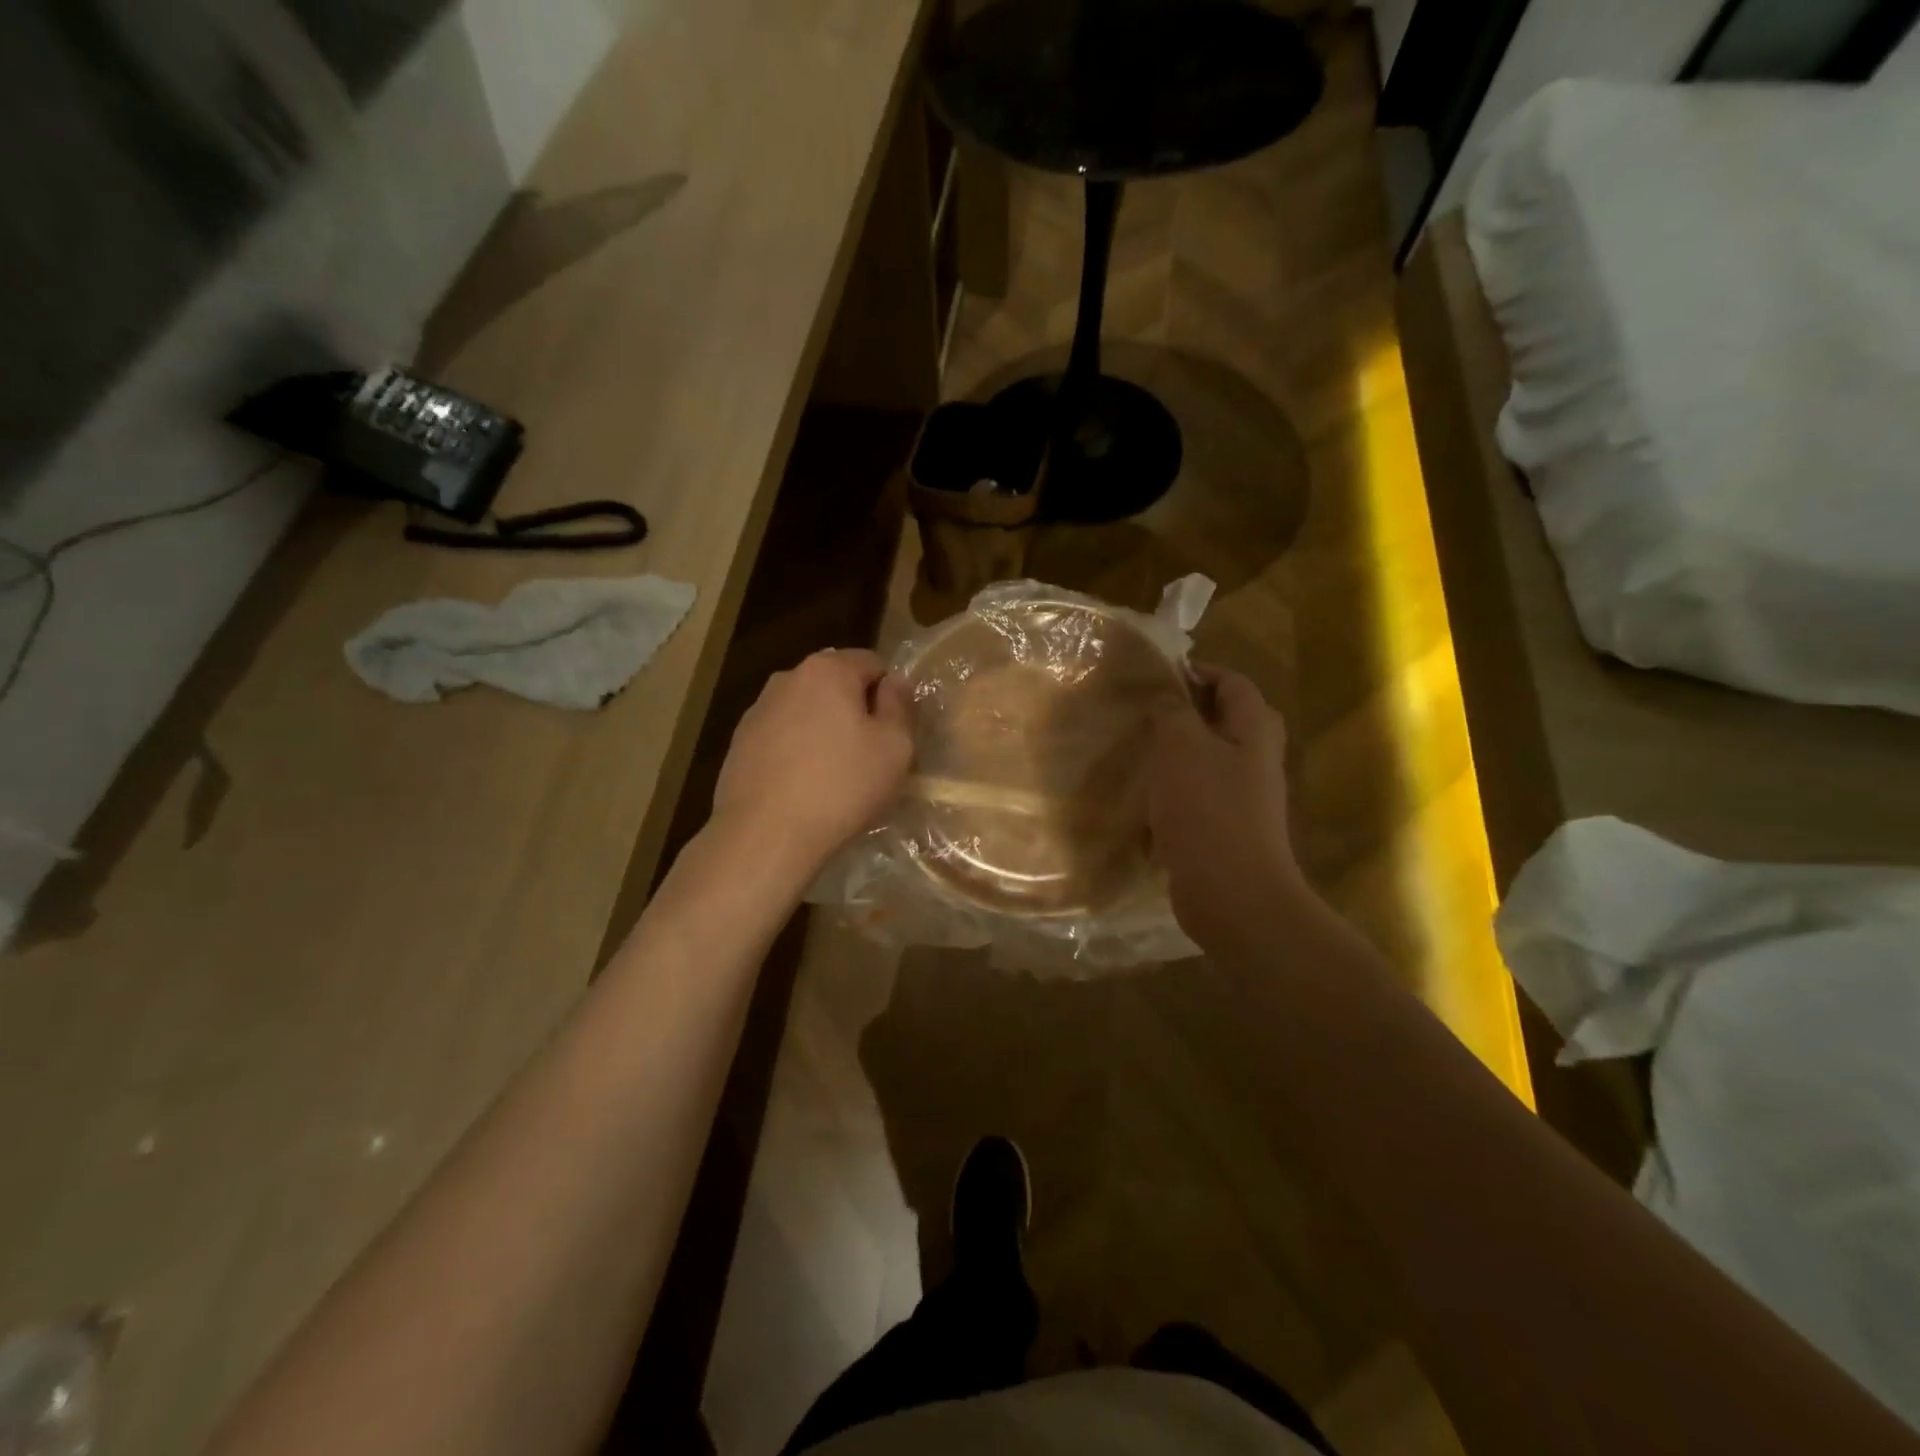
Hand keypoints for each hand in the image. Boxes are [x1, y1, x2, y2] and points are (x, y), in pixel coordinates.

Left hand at [710, 648, 913, 880]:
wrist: (765, 834)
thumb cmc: (841, 786)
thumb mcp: (894, 747)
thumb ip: (900, 706)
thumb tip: (894, 682)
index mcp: (828, 669)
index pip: (872, 662)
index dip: (889, 694)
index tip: (893, 732)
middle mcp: (787, 677)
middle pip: (835, 684)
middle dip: (854, 709)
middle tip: (868, 754)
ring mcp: (758, 709)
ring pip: (806, 710)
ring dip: (823, 730)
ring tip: (832, 774)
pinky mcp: (739, 742)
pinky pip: (781, 736)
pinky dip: (796, 751)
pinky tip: (801, 786)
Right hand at [1147, 665, 1308, 949]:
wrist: (1232, 894)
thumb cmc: (1207, 810)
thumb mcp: (1181, 746)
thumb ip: (1172, 712)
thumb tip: (1167, 696)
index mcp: (1254, 729)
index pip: (1232, 681)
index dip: (1197, 671)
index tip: (1155, 676)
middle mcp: (1256, 758)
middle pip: (1222, 720)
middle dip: (1184, 713)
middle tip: (1143, 713)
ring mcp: (1243, 796)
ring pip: (1207, 759)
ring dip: (1175, 753)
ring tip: (1136, 751)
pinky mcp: (1225, 828)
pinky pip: (1197, 796)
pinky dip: (1173, 791)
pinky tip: (1143, 799)